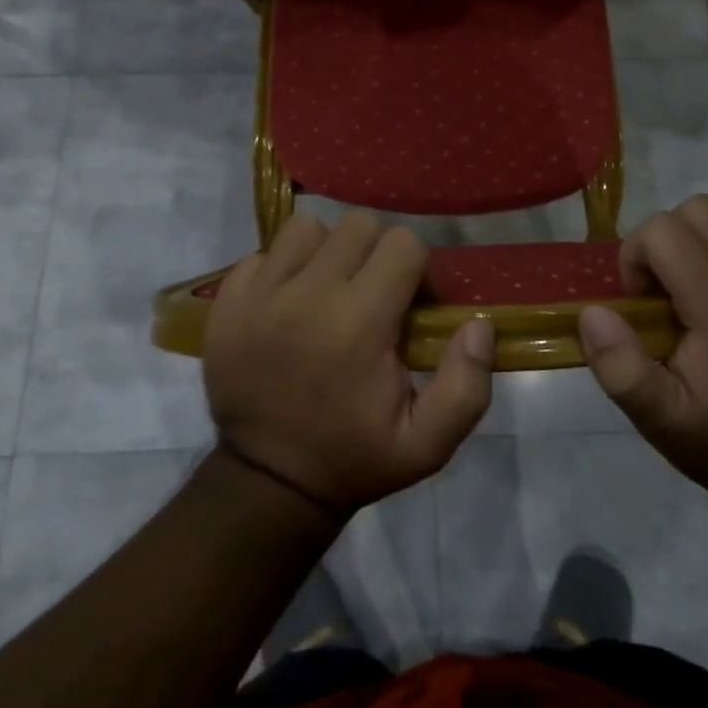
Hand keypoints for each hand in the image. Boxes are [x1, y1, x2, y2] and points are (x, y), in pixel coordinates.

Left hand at [204, 211, 494, 516]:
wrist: (268, 482)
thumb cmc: (354, 457)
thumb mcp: (427, 443)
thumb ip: (466, 385)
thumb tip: (478, 324)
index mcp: (360, 322)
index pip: (403, 244)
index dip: (418, 269)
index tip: (412, 305)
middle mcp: (308, 294)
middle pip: (358, 225)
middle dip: (376, 253)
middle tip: (373, 294)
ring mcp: (261, 294)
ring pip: (307, 228)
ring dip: (327, 250)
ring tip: (329, 289)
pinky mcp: (228, 301)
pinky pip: (261, 253)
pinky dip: (281, 267)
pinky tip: (288, 302)